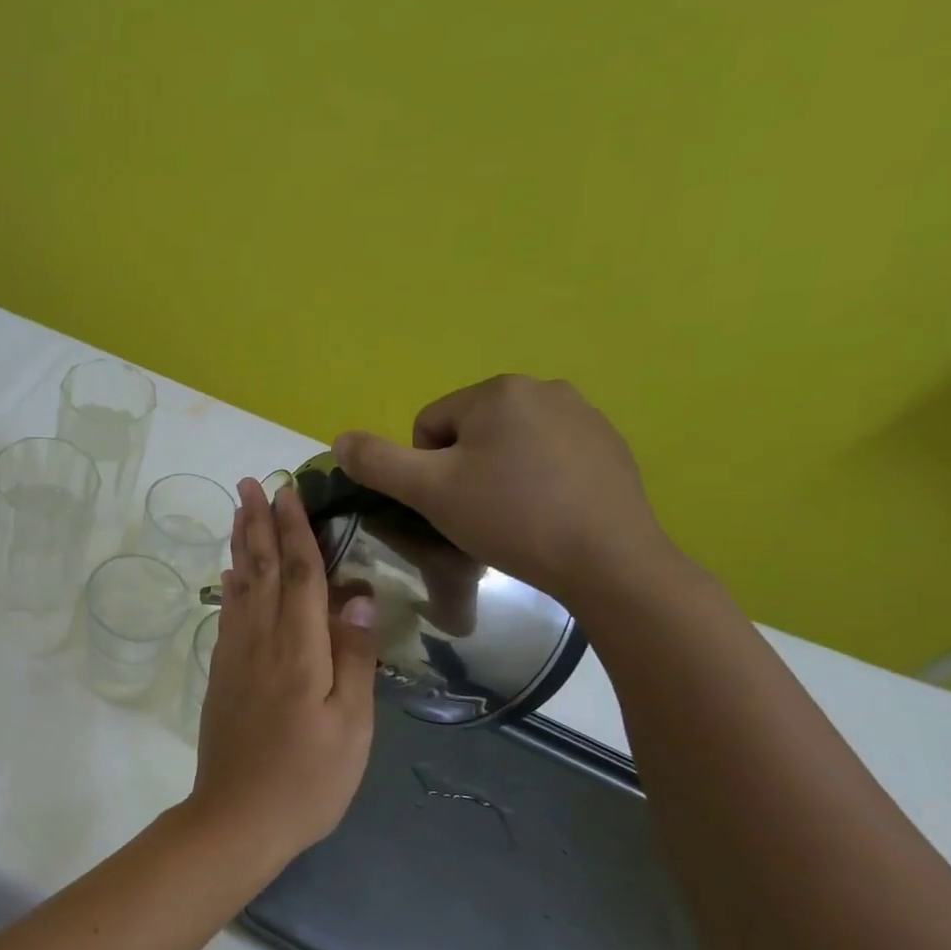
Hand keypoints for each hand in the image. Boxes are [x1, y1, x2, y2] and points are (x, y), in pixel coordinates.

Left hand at [188, 479, 377, 861]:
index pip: (300, 574)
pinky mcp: (221, 674)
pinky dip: (229, 587)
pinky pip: (227, 615)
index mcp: (298, 649)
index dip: (295, 529)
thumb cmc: (307, 779)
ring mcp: (234, 656)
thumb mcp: (351, 725)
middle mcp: (260, 641)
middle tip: (249, 483)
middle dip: (257, 523)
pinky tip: (229, 575)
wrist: (236, 818)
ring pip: (239, 587)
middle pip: (262, 570)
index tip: (287, 490)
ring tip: (238, 513)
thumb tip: (357, 594)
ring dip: (240, 545)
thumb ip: (353, 656)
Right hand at [333, 375, 674, 608]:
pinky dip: (537, 481)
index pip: (429, 426)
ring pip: (508, 446)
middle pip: (469, 433)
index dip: (427, 471)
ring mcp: (585, 415)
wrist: (608, 561)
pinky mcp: (610, 446)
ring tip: (513, 518)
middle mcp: (544, 388)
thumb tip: (340, 440)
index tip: (450, 504)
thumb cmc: (510, 518)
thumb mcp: (429, 491)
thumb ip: (377, 462)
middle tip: (478, 514)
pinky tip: (547, 515)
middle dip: (464, 471)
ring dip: (498, 476)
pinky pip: (548, 457)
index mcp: (498, 391)